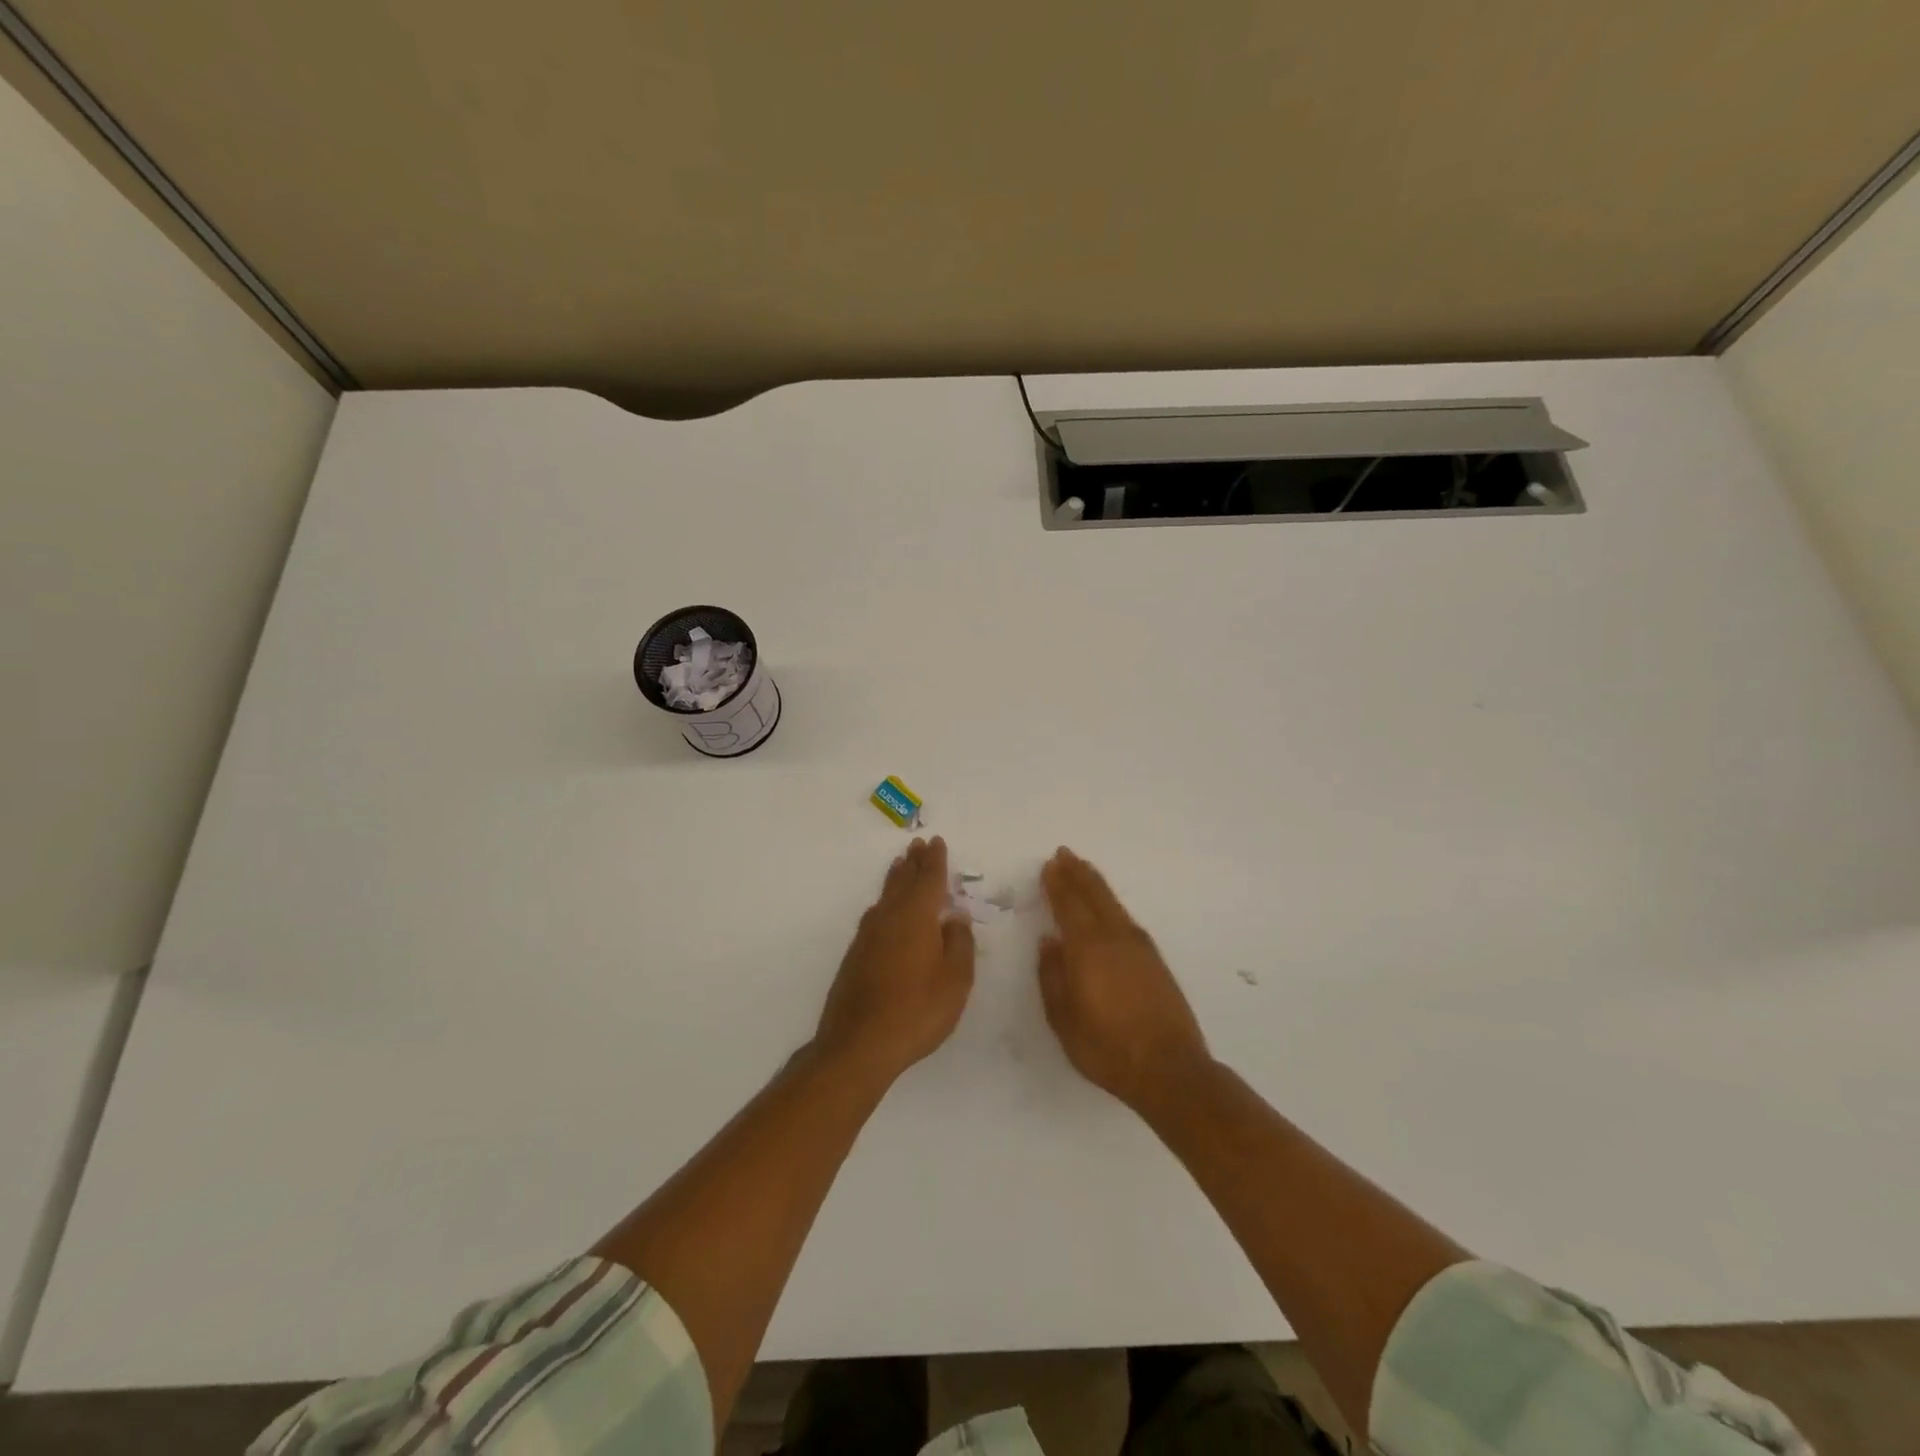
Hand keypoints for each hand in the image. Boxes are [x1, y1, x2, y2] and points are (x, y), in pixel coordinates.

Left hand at [814, 837, 974, 1087]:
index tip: (936, 842)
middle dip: (913, 863)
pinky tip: (884, 908)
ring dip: (896, 877)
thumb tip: (954, 916)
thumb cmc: (917, 1011)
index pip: (929, 880)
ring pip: (886, 896)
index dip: (935, 861)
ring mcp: (868, 936)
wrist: (859, 1044)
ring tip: (901, 864)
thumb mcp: (955, 980)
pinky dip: (885, 901)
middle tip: (918, 844)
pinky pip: (876, 914)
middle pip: (903, 881)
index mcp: (916, 917)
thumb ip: (959, 943)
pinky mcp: (856, 955)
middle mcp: (889, 918)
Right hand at [1038, 847, 1212, 1114]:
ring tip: (1084, 870)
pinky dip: (1112, 903)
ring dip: (1096, 884)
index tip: (1049, 865)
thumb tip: (1048, 942)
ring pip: (1113, 904)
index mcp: (1087, 950)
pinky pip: (1126, 918)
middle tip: (1064, 854)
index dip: (1057, 884)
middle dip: (1077, 874)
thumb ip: (1053, 978)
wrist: (1170, 1070)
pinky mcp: (1155, 960)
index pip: (1069, 905)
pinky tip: (1109, 908)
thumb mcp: (1064, 1020)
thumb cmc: (1107, 1049)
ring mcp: (1139, 948)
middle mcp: (1114, 939)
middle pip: (1094, 896)